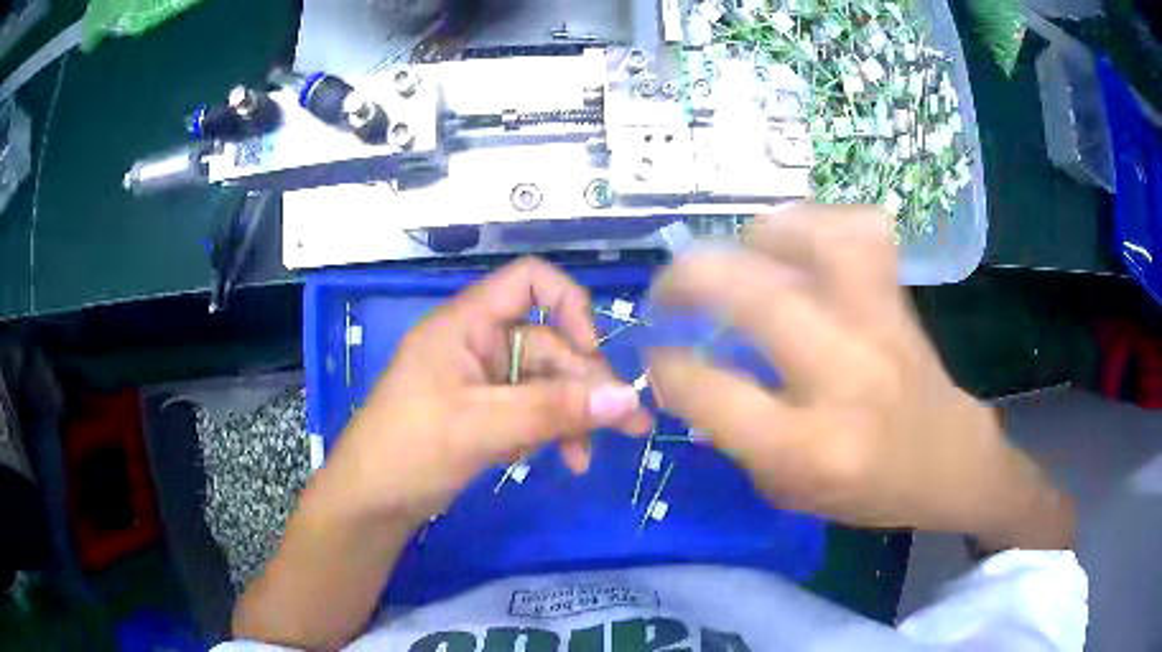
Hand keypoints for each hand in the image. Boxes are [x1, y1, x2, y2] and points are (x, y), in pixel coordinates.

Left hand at [324, 257, 652, 526]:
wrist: (370, 504)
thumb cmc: (411, 450)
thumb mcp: (483, 426)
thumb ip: (555, 409)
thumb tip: (627, 398)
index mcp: (467, 324)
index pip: (529, 281)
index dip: (569, 306)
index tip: (591, 353)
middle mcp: (478, 344)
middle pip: (549, 345)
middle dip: (586, 385)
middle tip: (627, 426)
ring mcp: (481, 382)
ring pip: (545, 384)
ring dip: (574, 415)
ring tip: (590, 457)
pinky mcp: (484, 415)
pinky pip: (531, 411)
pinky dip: (552, 432)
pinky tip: (564, 460)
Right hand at [649, 204, 1072, 548]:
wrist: (947, 461)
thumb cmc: (866, 489)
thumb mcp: (787, 490)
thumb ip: (736, 436)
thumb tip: (692, 376)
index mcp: (808, 447)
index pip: (715, 393)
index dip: (668, 366)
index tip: (657, 355)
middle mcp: (844, 377)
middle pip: (758, 299)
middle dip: (690, 280)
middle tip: (668, 288)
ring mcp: (878, 327)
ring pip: (814, 245)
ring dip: (758, 237)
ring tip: (736, 252)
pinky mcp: (898, 299)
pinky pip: (860, 233)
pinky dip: (819, 222)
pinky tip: (799, 240)